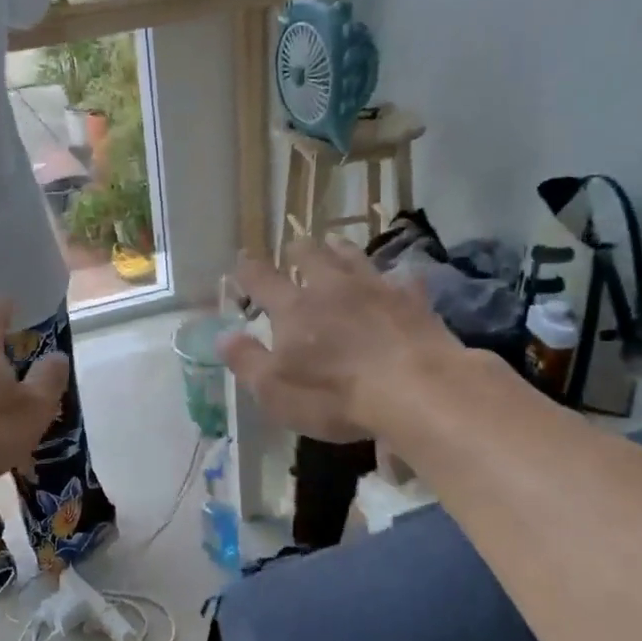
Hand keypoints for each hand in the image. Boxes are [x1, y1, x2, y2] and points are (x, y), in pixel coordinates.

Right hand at [219, 239, 460, 441]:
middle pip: (310, 256)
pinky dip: (393, 278)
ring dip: (340, 249)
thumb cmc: (335, 396)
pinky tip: (398, 280)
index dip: (249, 270)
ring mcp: (375, 288)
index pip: (263, 280)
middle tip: (293, 248)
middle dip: (297, 250)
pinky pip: (401, 279)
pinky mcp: (413, 300)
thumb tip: (223, 336)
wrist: (418, 390)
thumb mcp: (276, 391)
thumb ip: (247, 361)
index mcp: (293, 308)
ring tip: (335, 244)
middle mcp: (331, 288)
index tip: (242, 261)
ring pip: (353, 257)